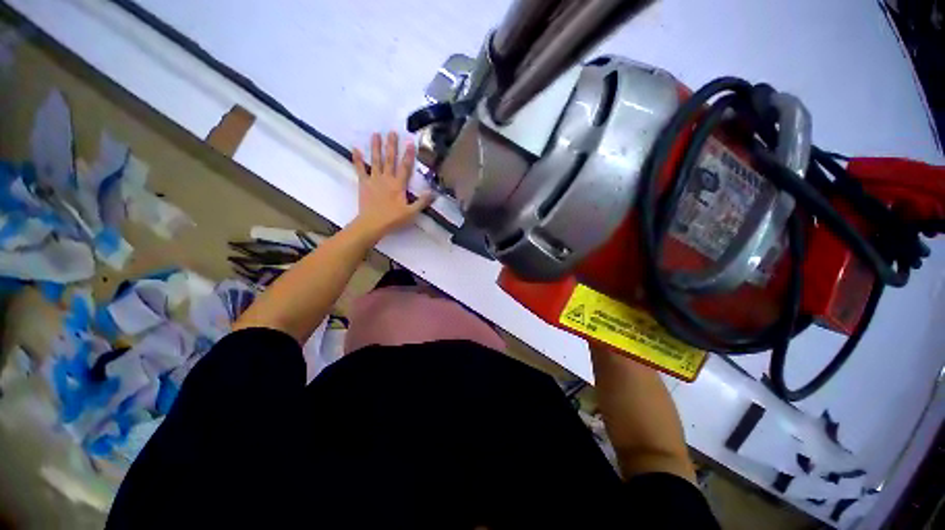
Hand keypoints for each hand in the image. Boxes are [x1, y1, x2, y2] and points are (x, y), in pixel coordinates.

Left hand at [351, 131, 433, 239]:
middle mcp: (386, 179)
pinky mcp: (364, 183)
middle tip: (392, 132)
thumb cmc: (393, 219)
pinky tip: (355, 149)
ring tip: (376, 134)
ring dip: (376, 147)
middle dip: (392, 145)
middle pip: (390, 159)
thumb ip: (422, 201)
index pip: (405, 167)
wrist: (372, 224)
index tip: (410, 141)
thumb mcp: (411, 212)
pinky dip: (357, 159)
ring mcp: (374, 180)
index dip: (408, 155)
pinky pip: (360, 169)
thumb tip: (433, 192)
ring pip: (376, 161)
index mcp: (399, 185)